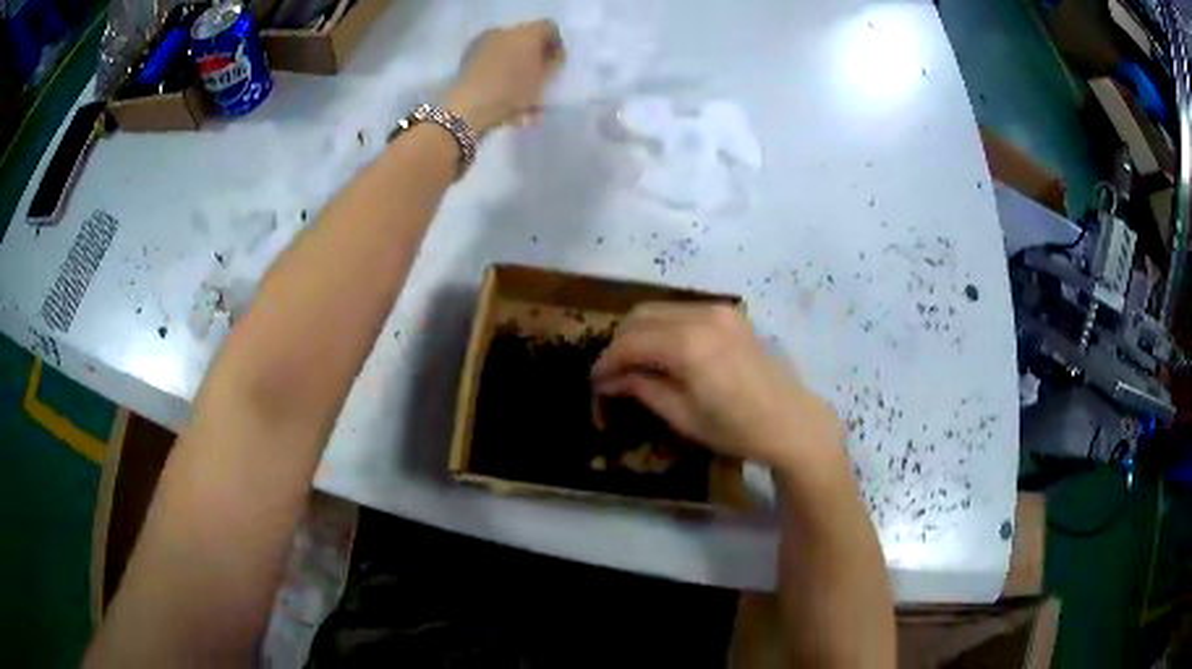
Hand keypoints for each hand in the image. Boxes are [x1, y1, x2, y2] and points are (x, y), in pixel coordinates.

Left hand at [444, 20, 565, 134]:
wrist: (469, 106)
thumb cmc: (513, 92)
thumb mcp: (544, 81)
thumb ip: (552, 65)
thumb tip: (551, 57)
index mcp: (527, 33)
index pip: (549, 29)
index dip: (555, 45)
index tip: (555, 65)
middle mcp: (504, 31)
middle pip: (526, 39)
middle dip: (532, 56)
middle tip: (537, 76)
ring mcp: (483, 42)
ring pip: (506, 51)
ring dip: (514, 66)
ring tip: (517, 92)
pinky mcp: (467, 57)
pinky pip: (490, 61)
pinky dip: (497, 73)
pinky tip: (500, 94)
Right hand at [591, 303, 841, 466]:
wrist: (790, 422)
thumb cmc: (736, 429)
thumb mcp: (682, 416)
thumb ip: (642, 389)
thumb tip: (609, 381)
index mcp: (688, 345)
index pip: (629, 343)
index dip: (606, 361)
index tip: (594, 381)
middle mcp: (701, 316)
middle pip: (640, 316)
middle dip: (620, 343)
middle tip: (612, 374)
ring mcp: (719, 310)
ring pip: (660, 309)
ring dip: (640, 332)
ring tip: (635, 364)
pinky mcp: (730, 314)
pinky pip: (683, 311)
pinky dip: (664, 326)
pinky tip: (664, 352)